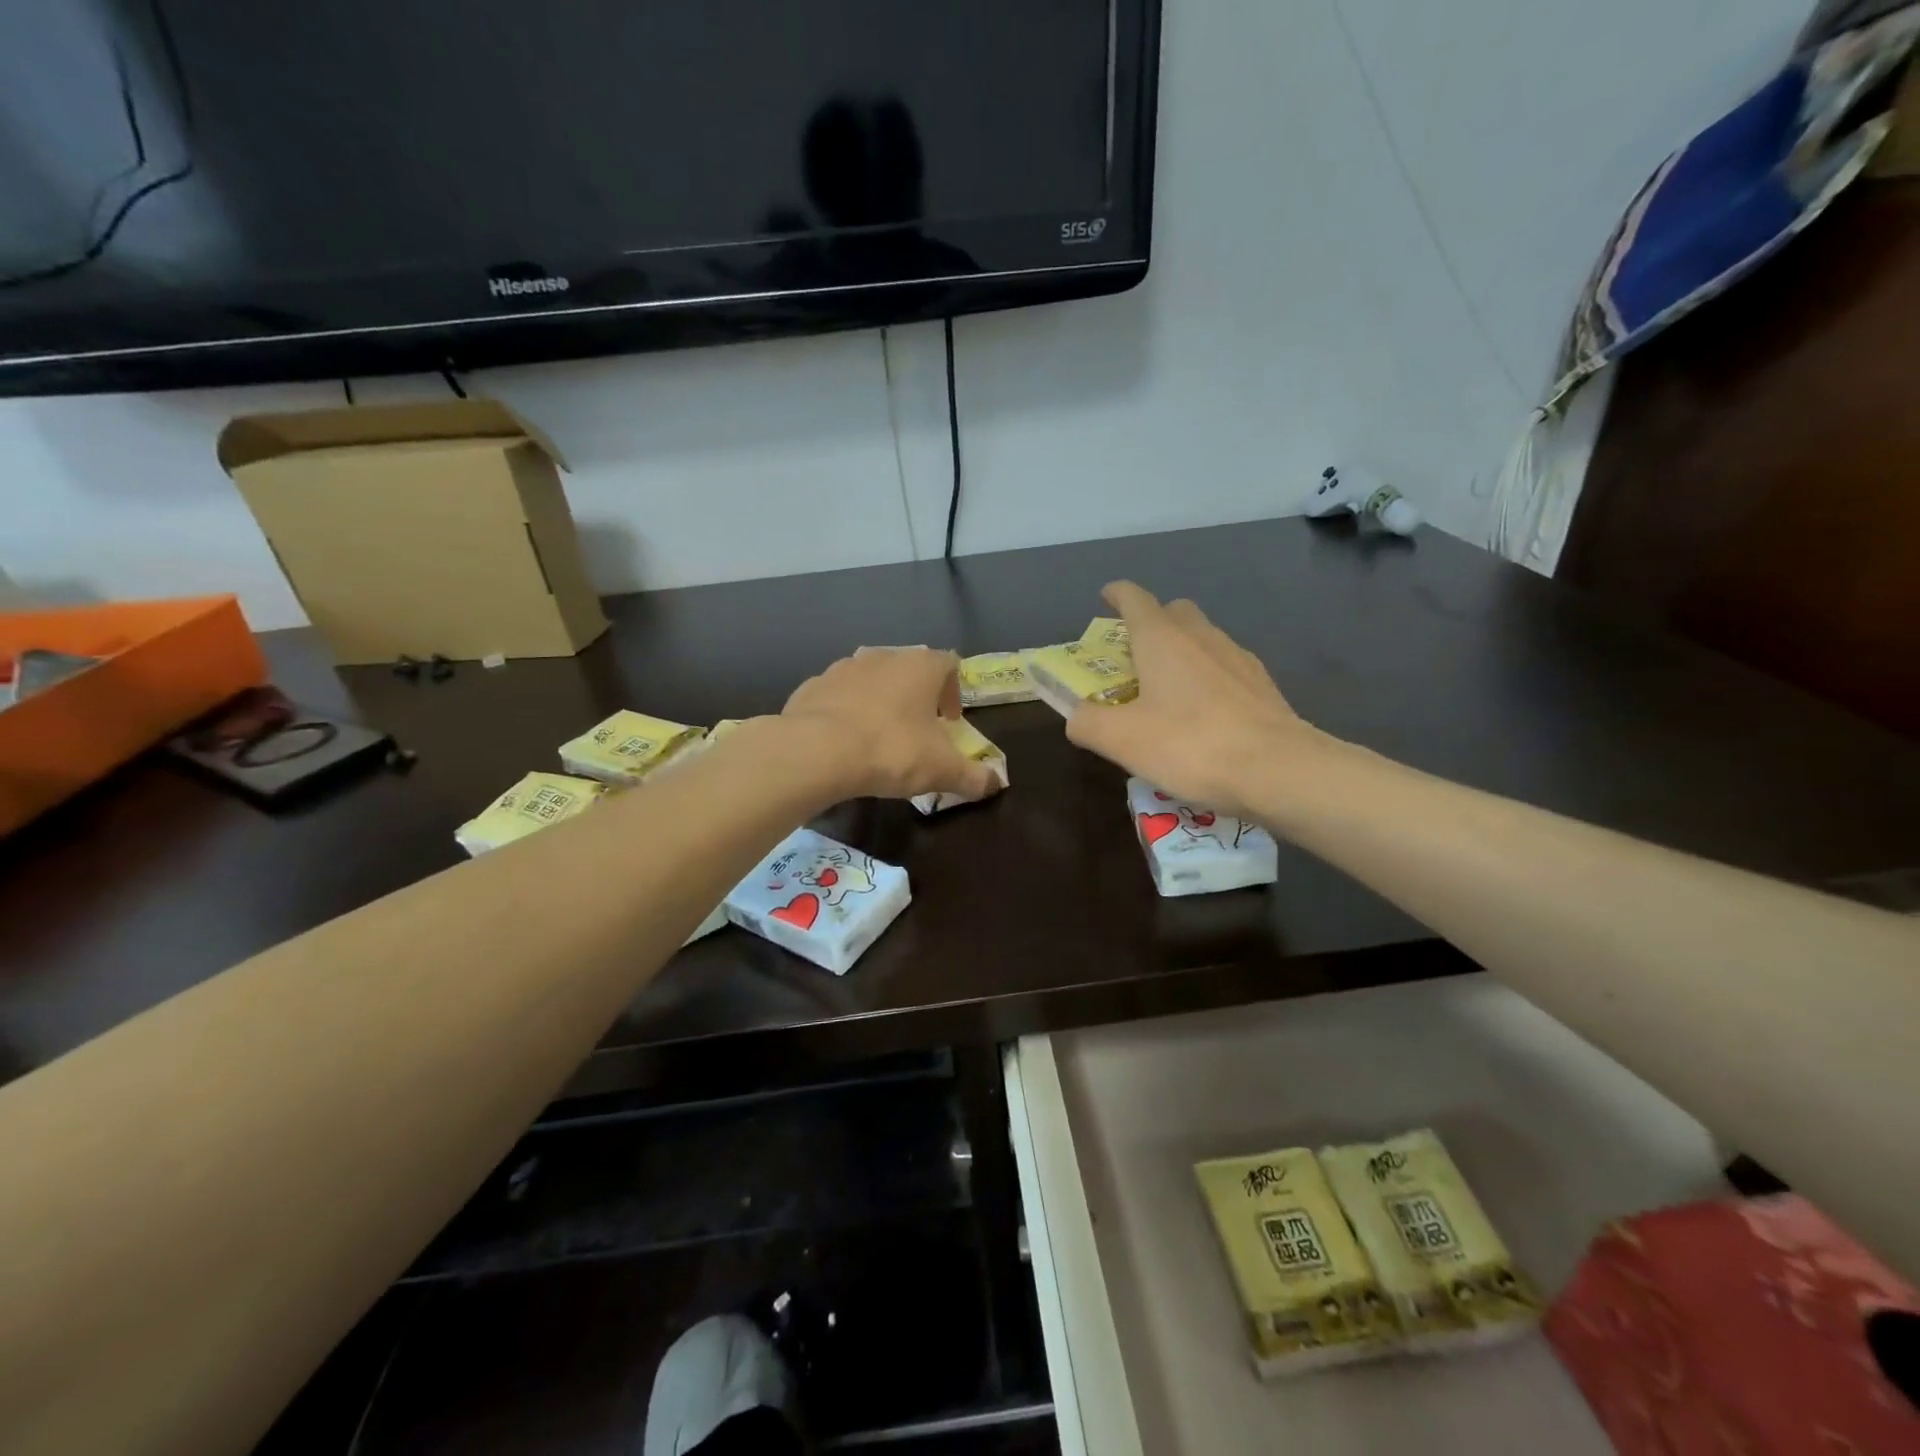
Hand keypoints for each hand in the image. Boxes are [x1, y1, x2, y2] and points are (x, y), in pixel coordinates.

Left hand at [782, 647, 1004, 802]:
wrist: (817, 751)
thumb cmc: (891, 750)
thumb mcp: (941, 771)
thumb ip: (973, 777)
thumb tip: (996, 784)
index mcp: (920, 667)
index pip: (948, 664)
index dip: (953, 691)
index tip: (950, 722)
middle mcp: (883, 657)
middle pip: (908, 669)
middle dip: (915, 696)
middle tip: (917, 730)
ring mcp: (842, 668)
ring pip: (870, 679)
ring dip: (878, 701)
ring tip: (878, 736)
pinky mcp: (811, 687)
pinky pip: (836, 696)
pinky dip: (844, 713)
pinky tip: (842, 742)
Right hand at [1065, 582, 1322, 819]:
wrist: (1278, 770)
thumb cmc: (1190, 745)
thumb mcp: (1121, 740)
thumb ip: (1087, 722)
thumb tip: (1077, 716)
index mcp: (1162, 640)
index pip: (1135, 599)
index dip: (1117, 594)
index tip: (1106, 596)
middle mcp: (1201, 637)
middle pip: (1174, 612)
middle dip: (1152, 622)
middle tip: (1134, 654)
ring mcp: (1238, 658)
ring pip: (1203, 638)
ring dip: (1182, 651)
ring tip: (1167, 689)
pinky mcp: (1262, 686)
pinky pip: (1226, 667)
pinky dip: (1208, 677)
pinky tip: (1205, 713)